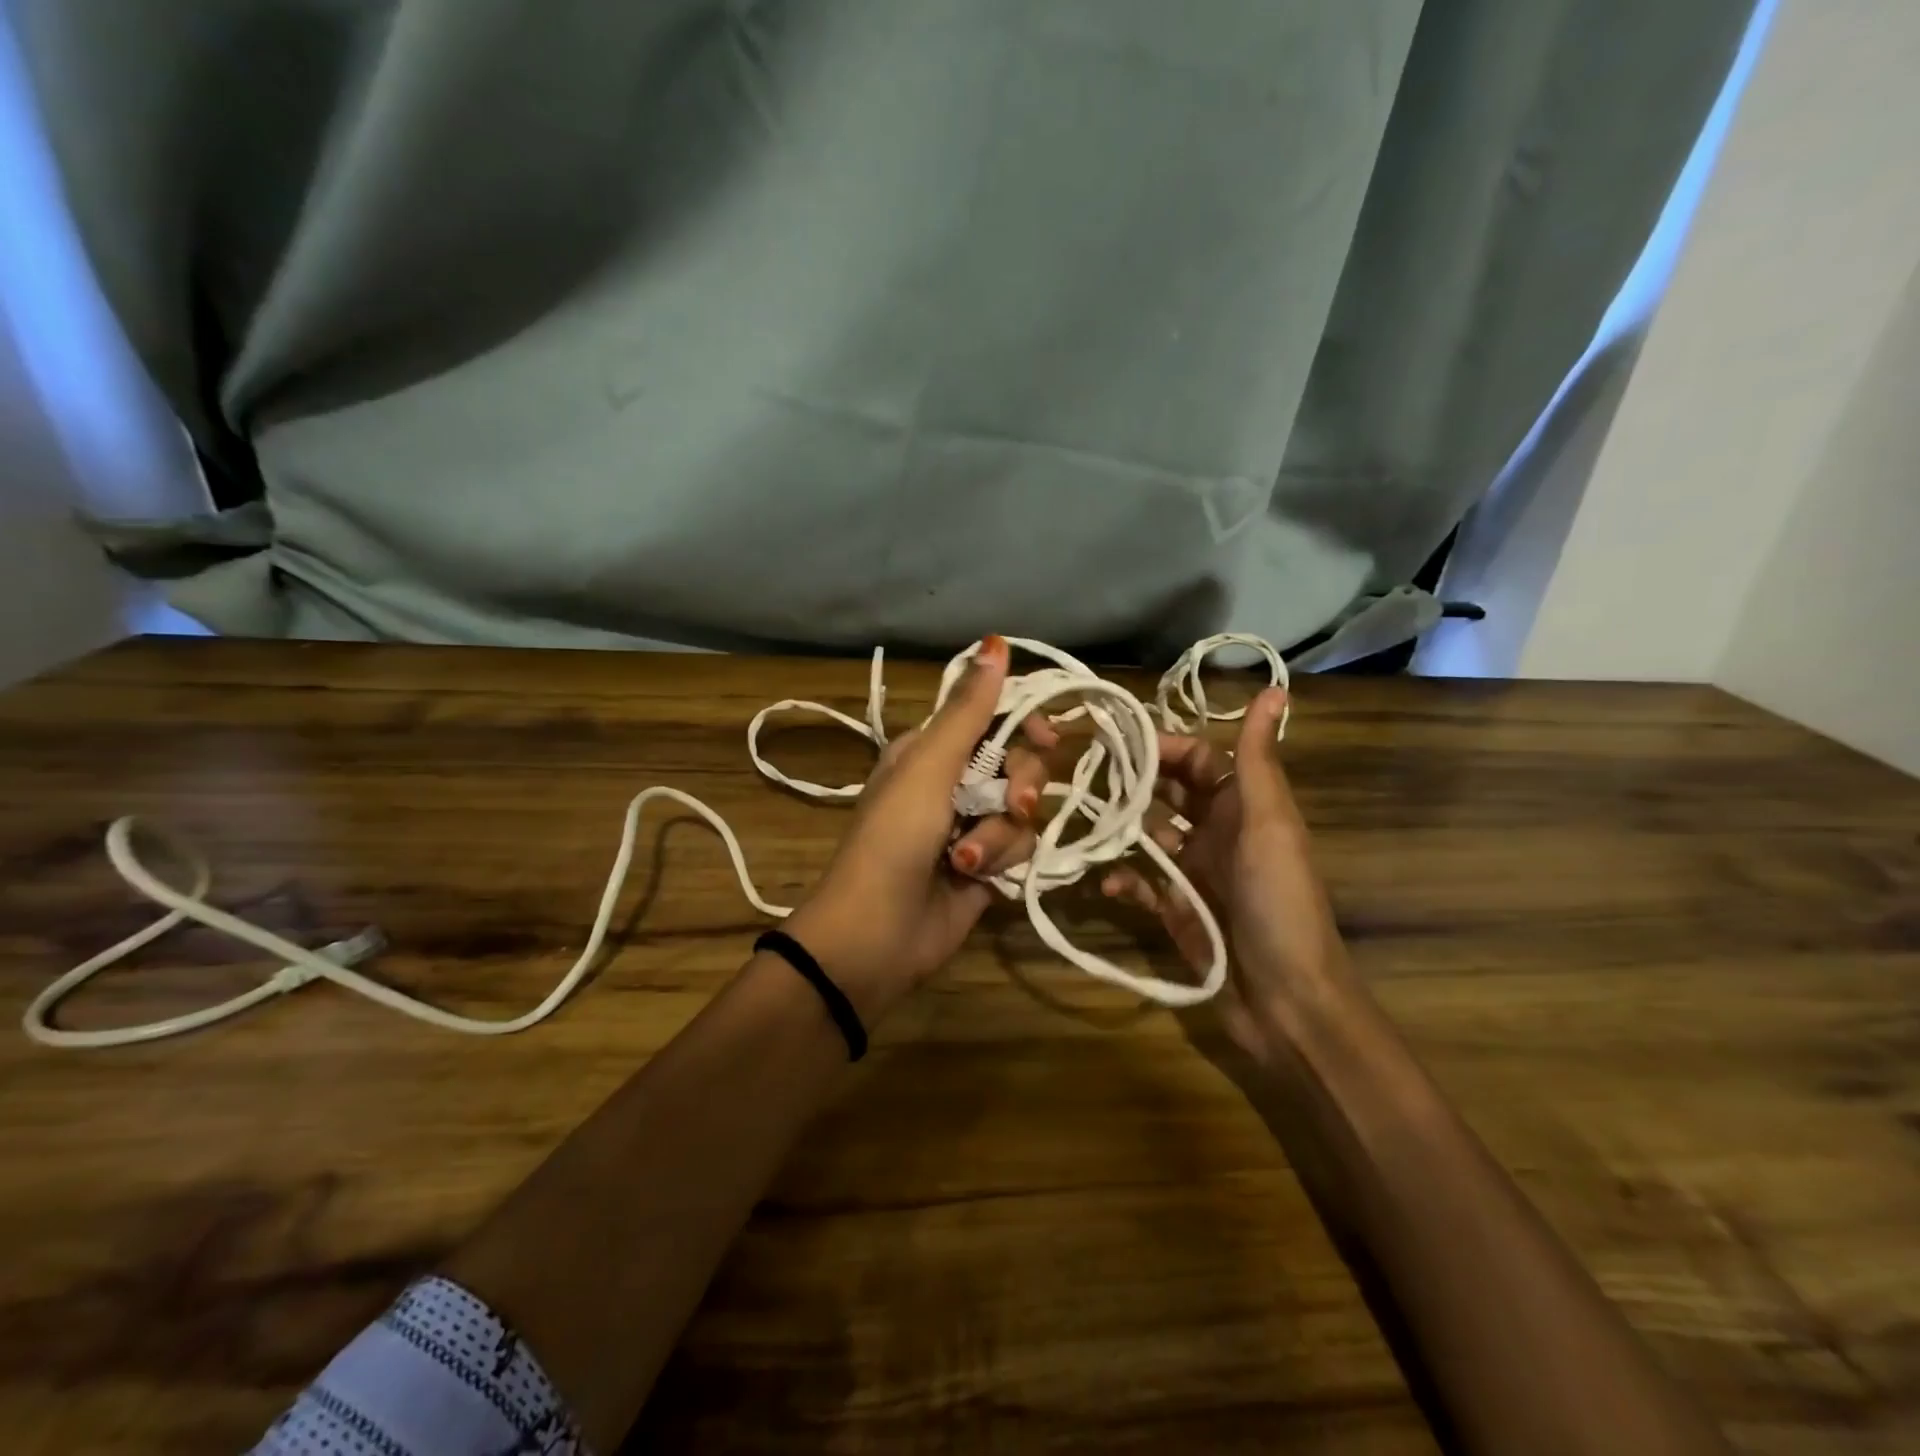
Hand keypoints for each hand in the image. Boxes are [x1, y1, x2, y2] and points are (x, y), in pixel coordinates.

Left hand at [785, 634, 1046, 1021]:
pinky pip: (1021, 848)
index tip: (1045, 737)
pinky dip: (1000, 862)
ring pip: (1024, 811)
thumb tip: (995, 641)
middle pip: (1021, 763)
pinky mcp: (989, 867)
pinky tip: (973, 879)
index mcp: (933, 749)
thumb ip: (969, 710)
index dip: (1026, 725)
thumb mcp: (929, 767)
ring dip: (999, 835)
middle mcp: (956, 782)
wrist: (877, 933)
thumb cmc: (894, 838)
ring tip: (966, 859)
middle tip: (1008, 805)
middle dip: (1018, 786)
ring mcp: (973, 826)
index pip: (997, 718)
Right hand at [1102, 687, 1351, 1071]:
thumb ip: (1259, 759)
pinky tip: (1106, 882)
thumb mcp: (1269, 824)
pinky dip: (1122, 879)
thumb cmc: (1279, 902)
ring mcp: (1194, 872)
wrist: (1287, 1000)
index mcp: (1244, 806)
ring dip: (1119, 829)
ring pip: (1147, 835)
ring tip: (1081, 822)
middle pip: (1168, 792)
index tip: (1112, 737)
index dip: (1161, 744)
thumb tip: (1275, 688)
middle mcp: (1218, 831)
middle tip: (1080, 772)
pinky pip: (1141, 883)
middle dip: (1131, 781)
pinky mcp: (1177, 910)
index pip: (1198, 758)